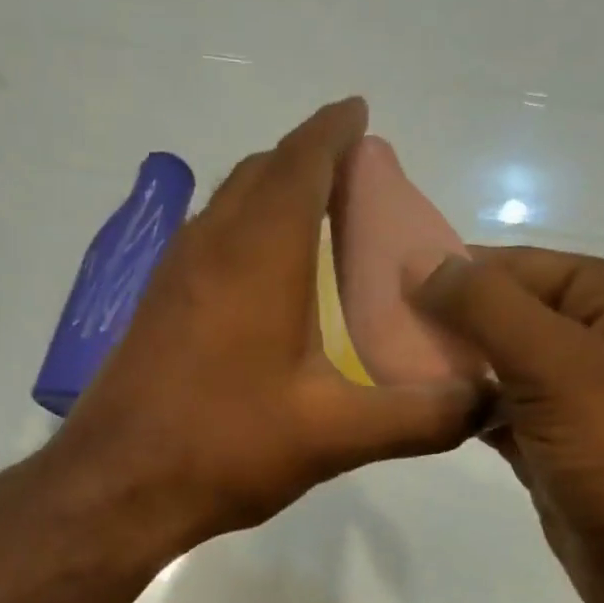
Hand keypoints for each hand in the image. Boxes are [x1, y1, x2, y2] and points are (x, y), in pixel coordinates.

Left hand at [49, 99, 485, 552]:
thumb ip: (418, 417)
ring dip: (272, 198)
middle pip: (262, 173)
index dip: (335, 130)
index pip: (302, 158)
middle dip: (309, 161)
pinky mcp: (155, 310)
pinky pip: (207, 246)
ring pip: (228, 207)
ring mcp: (173, 276)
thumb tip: (486, 401)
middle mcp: (211, 244)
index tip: (362, 116)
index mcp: (260, 252)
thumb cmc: (226, 446)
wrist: (117, 486)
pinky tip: (266, 288)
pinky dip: (244, 238)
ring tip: (320, 226)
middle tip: (358, 184)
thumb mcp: (334, 436)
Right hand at [411, 247, 603, 602]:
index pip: (526, 267)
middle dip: (450, 325)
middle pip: (513, 316)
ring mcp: (586, 398)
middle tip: (376, 331)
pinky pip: (506, 414)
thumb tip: (420, 262)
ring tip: (387, 368)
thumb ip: (485, 308)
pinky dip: (469, 411)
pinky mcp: (562, 447)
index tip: (384, 285)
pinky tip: (423, 409)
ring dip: (454, 370)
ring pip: (505, 368)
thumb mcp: (555, 365)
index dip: (456, 274)